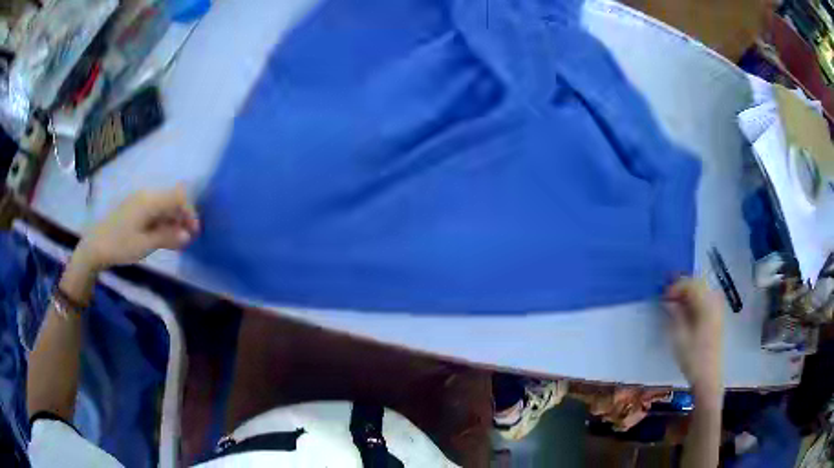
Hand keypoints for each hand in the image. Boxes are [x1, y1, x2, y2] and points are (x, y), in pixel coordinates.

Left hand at [73, 185, 199, 272]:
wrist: (95, 246)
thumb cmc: (120, 245)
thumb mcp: (145, 244)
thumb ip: (167, 237)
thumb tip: (188, 236)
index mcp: (150, 201)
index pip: (178, 197)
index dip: (190, 212)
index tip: (194, 233)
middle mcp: (146, 196)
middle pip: (172, 200)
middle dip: (182, 217)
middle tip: (186, 239)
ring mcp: (139, 201)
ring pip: (163, 205)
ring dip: (173, 220)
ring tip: (175, 241)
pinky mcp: (134, 208)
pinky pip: (154, 210)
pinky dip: (162, 221)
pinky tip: (162, 236)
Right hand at [664, 278, 723, 401]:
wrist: (707, 377)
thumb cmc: (692, 357)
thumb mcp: (679, 336)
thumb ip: (675, 314)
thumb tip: (668, 300)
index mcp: (706, 305)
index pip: (690, 284)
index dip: (675, 287)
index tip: (663, 297)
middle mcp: (714, 302)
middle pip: (698, 284)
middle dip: (682, 287)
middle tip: (668, 297)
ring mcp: (717, 309)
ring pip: (702, 290)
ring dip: (688, 293)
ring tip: (675, 303)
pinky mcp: (717, 317)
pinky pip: (706, 299)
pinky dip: (695, 300)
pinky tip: (686, 310)